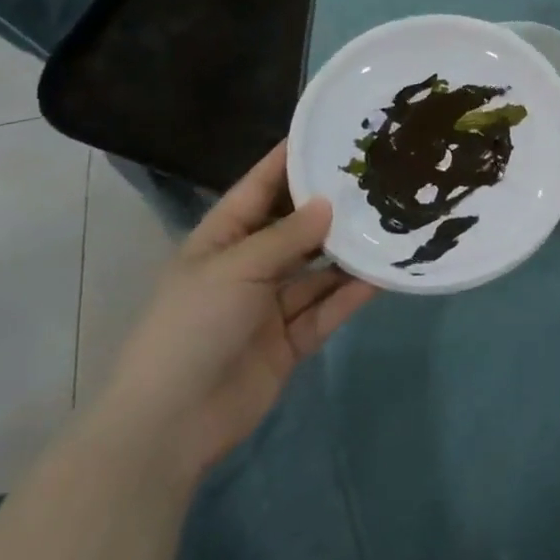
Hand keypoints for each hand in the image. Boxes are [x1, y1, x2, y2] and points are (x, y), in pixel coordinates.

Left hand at [92, 143, 376, 481]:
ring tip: (390, 223)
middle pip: (294, 228)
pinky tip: (383, 275)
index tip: (326, 134)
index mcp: (220, 240)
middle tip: (375, 179)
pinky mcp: (289, 342)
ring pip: (317, 270)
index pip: (258, 189)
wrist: (169, 425)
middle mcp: (247, 267)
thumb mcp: (235, 269)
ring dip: (347, 253)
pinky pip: (325, 310)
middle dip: (329, 208)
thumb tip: (329, 204)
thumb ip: (287, 236)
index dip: (288, 161)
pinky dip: (351, 294)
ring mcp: (269, 306)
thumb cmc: (191, 327)